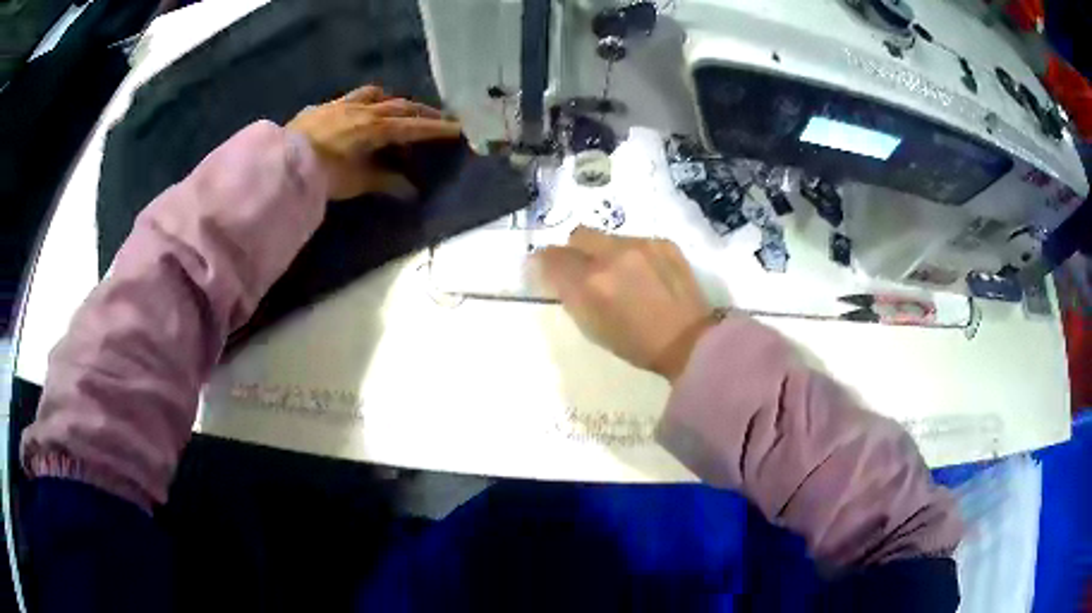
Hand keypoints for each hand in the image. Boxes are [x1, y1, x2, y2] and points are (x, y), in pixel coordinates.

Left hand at [287, 85, 461, 200]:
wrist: (282, 163)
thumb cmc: (323, 175)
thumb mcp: (357, 181)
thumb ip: (386, 181)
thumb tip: (410, 190)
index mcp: (375, 128)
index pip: (413, 127)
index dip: (436, 129)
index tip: (458, 129)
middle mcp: (363, 110)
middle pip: (400, 105)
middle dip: (421, 112)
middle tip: (437, 117)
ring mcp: (341, 105)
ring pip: (375, 94)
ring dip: (392, 99)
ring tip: (397, 107)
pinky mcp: (323, 107)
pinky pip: (350, 97)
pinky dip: (363, 101)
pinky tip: (358, 110)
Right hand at [534, 227, 716, 381]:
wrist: (690, 341)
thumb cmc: (637, 345)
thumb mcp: (592, 328)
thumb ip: (570, 296)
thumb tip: (554, 274)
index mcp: (590, 283)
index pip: (551, 257)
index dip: (544, 262)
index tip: (547, 270)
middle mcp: (612, 255)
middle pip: (577, 234)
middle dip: (574, 250)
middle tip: (582, 269)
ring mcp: (641, 244)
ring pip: (607, 236)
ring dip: (604, 251)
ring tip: (621, 275)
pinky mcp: (663, 242)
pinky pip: (635, 240)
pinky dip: (632, 254)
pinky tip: (646, 274)